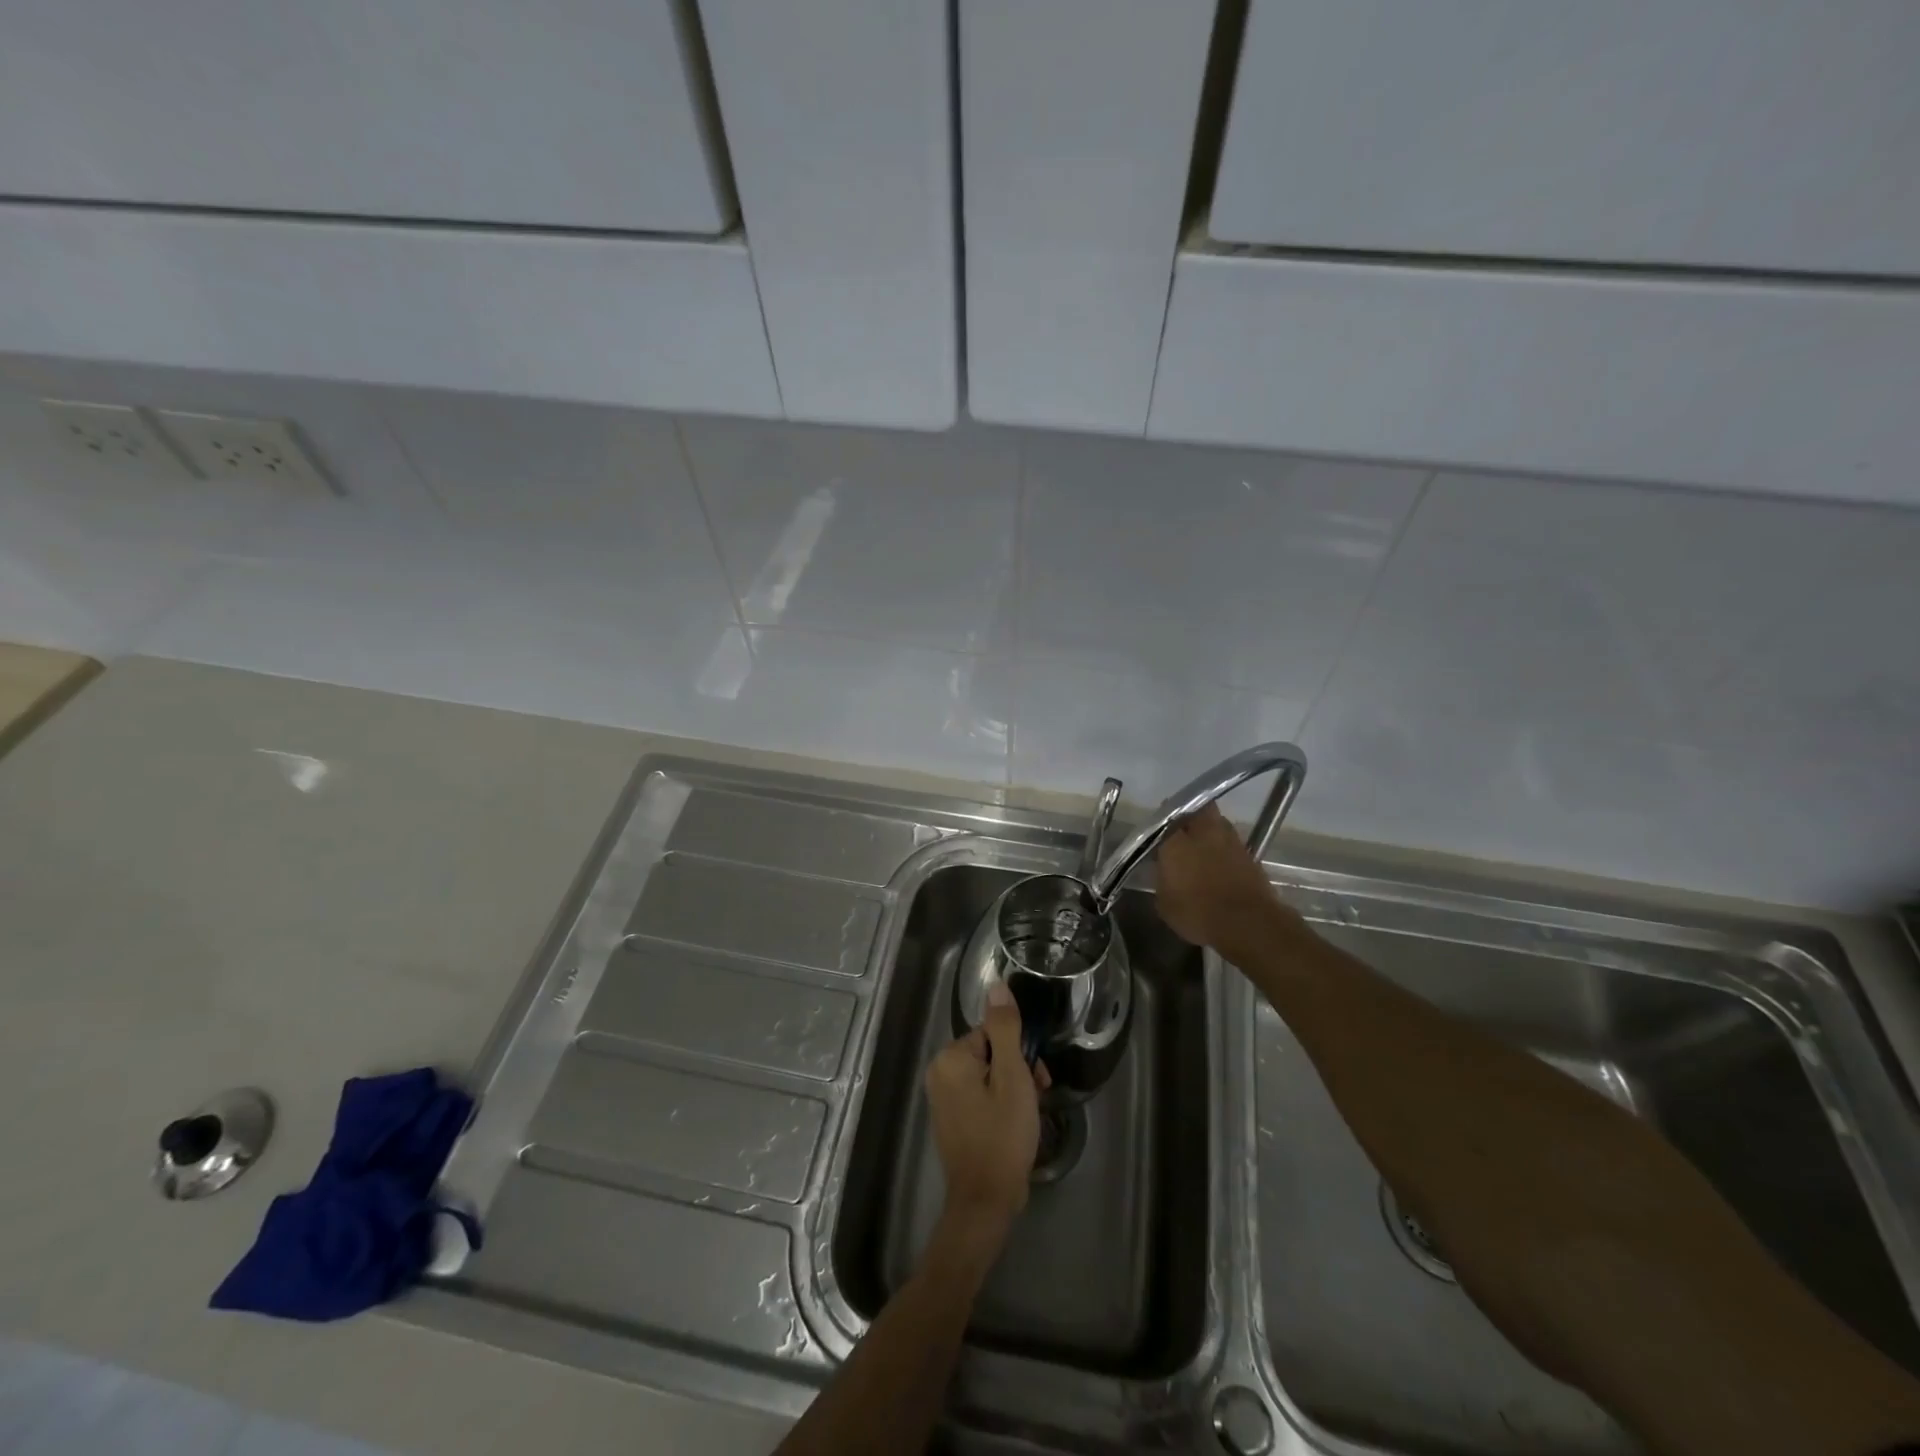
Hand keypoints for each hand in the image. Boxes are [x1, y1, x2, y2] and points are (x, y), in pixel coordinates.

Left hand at [925, 982, 1050, 1241]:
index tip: (1037, 1076)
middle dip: (1018, 1069)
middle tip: (1037, 1094)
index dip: (1019, 1052)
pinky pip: (980, 1095)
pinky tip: (1016, 1123)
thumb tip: (997, 985)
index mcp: (950, 1058)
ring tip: (1030, 1113)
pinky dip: (1000, 1103)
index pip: (992, 1033)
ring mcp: (943, 1097)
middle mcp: (940, 1073)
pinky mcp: (952, 1118)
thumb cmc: (1002, 1136)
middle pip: (990, 1052)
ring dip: (1013, 1087)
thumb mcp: (1012, 1077)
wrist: (985, 1201)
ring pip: (988, 1074)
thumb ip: (1005, 1028)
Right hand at [1155, 804, 1286, 955]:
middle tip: (1182, 832)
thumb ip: (1162, 879)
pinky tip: (1220, 865)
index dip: (1161, 827)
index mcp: (1176, 841)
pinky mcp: (1250, 854)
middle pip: (1197, 810)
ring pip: (1217, 823)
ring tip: (1203, 848)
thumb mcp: (1165, 903)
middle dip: (1190, 816)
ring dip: (1210, 831)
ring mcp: (1230, 840)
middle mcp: (1203, 832)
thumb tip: (1165, 872)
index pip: (1165, 820)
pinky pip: (1232, 843)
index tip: (1158, 836)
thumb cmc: (1198, 914)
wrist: (1248, 924)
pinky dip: (1225, 850)